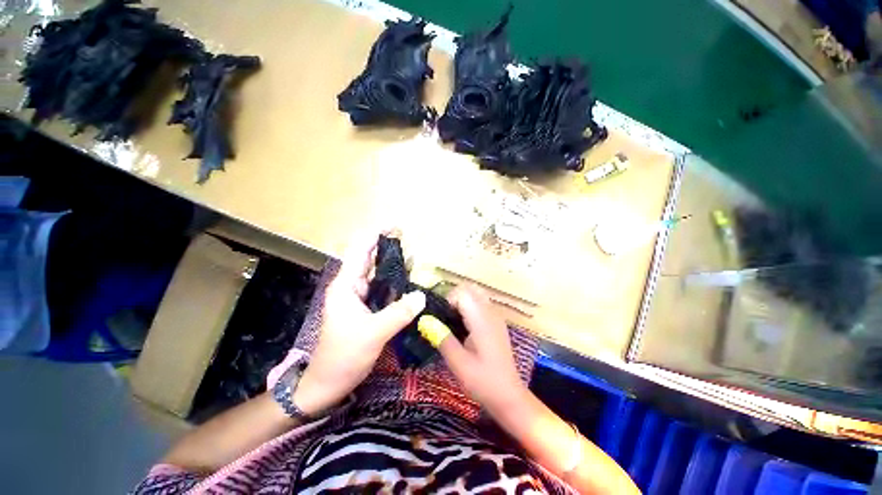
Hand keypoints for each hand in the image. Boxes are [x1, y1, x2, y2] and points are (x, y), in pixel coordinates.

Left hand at [294, 232, 425, 415]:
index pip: (360, 251)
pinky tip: (408, 280)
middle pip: (369, 259)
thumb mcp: (373, 334)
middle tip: (408, 238)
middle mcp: (351, 287)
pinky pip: (381, 289)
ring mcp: (358, 298)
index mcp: (346, 286)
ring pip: (377, 274)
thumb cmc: (343, 357)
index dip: (375, 235)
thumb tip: (422, 295)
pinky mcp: (365, 308)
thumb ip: (398, 313)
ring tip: (413, 255)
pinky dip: (394, 282)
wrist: (328, 384)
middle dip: (386, 246)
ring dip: (392, 264)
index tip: (394, 226)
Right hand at [437, 285, 527, 411]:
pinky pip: (482, 304)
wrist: (509, 396)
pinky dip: (470, 307)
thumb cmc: (483, 381)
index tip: (441, 318)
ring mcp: (496, 316)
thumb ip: (442, 338)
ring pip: (477, 294)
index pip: (462, 292)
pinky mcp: (497, 323)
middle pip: (470, 288)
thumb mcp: (458, 363)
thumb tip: (425, 321)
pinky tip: (465, 326)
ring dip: (463, 301)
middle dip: (455, 297)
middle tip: (446, 317)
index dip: (448, 300)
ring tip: (454, 321)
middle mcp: (490, 312)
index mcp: (481, 319)